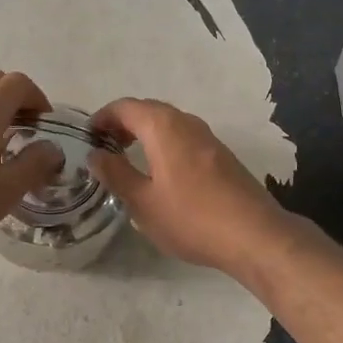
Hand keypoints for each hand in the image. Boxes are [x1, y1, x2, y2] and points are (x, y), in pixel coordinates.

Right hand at [87, 98, 288, 272]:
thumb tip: (95, 154)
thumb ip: (116, 174)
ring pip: (168, 123)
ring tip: (128, 159)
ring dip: (144, 133)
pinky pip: (184, 137)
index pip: (125, 107)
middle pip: (148, 110)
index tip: (87, 138)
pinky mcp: (222, 154)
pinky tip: (160, 172)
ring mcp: (208, 137)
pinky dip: (164, 143)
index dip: (102, 118)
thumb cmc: (191, 218)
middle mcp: (187, 122)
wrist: (254, 235)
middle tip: (104, 148)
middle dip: (122, 124)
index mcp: (163, 127)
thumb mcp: (143, 202)